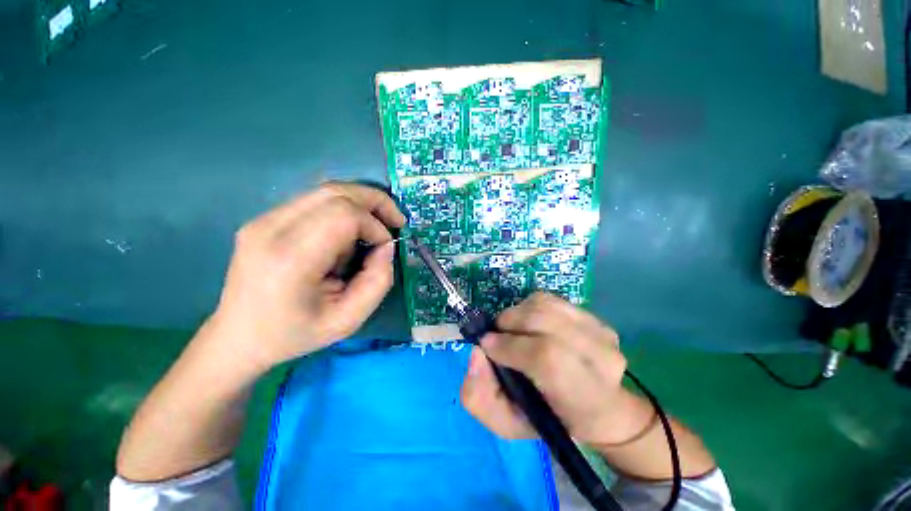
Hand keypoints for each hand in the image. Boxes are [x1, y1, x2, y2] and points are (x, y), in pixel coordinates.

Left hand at [205, 182, 405, 372]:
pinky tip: (347, 232)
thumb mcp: (349, 320)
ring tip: (372, 229)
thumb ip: (378, 281)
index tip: (385, 247)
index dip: (375, 225)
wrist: (238, 336)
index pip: (344, 215)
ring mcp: (263, 219)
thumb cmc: (294, 334)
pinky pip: (315, 200)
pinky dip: (343, 209)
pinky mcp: (265, 218)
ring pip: (327, 190)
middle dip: (375, 202)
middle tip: (395, 221)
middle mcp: (271, 228)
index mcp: (290, 258)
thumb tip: (386, 246)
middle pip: (336, 191)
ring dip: (360, 205)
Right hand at [460, 292, 653, 445]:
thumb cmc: (550, 420)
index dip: (511, 346)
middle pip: (544, 321)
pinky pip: (552, 300)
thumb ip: (480, 396)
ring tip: (513, 329)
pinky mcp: (597, 319)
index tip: (487, 346)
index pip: (547, 357)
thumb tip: (476, 352)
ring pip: (545, 305)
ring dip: (518, 313)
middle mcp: (601, 360)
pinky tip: (531, 323)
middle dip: (509, 323)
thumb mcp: (507, 424)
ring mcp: (602, 334)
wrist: (600, 410)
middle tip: (497, 336)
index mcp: (583, 398)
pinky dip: (531, 307)